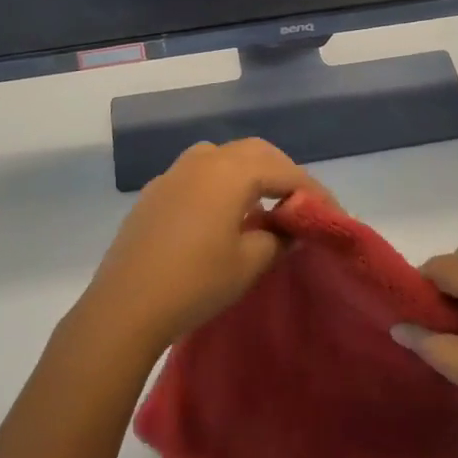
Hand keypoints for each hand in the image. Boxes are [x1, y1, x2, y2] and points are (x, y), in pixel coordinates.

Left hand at [76, 139, 323, 358]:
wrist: (125, 305)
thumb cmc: (195, 282)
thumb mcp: (248, 263)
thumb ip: (278, 237)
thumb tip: (289, 227)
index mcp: (231, 171)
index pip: (285, 171)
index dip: (312, 190)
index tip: (332, 213)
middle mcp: (203, 160)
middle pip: (254, 152)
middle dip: (282, 172)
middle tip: (299, 202)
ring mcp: (175, 172)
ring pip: (223, 156)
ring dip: (249, 172)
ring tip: (262, 203)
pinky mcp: (155, 190)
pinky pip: (198, 172)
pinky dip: (220, 181)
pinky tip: (221, 213)